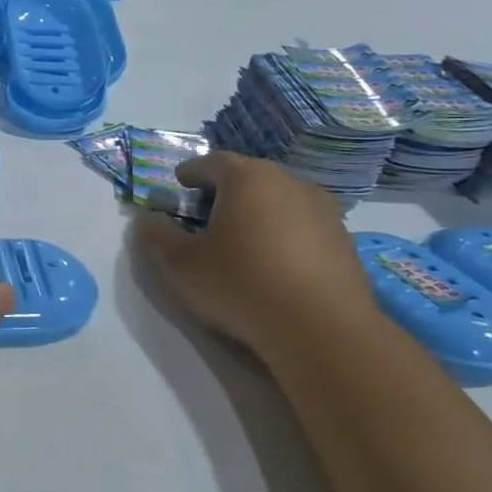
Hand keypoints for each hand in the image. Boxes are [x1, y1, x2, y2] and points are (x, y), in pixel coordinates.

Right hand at [135, 152, 375, 361]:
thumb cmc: (240, 284)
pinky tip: (274, 263)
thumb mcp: (181, 264)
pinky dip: (283, 234)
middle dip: (224, 191)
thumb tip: (148, 219)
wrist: (321, 328)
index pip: (212, 162)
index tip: (179, 185)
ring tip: (240, 240)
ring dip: (257, 212)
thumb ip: (157, 236)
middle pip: (249, 177)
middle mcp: (289, 182)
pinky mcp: (343, 240)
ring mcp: (323, 210)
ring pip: (279, 200)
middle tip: (205, 213)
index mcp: (247, 178)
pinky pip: (303, 226)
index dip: (191, 173)